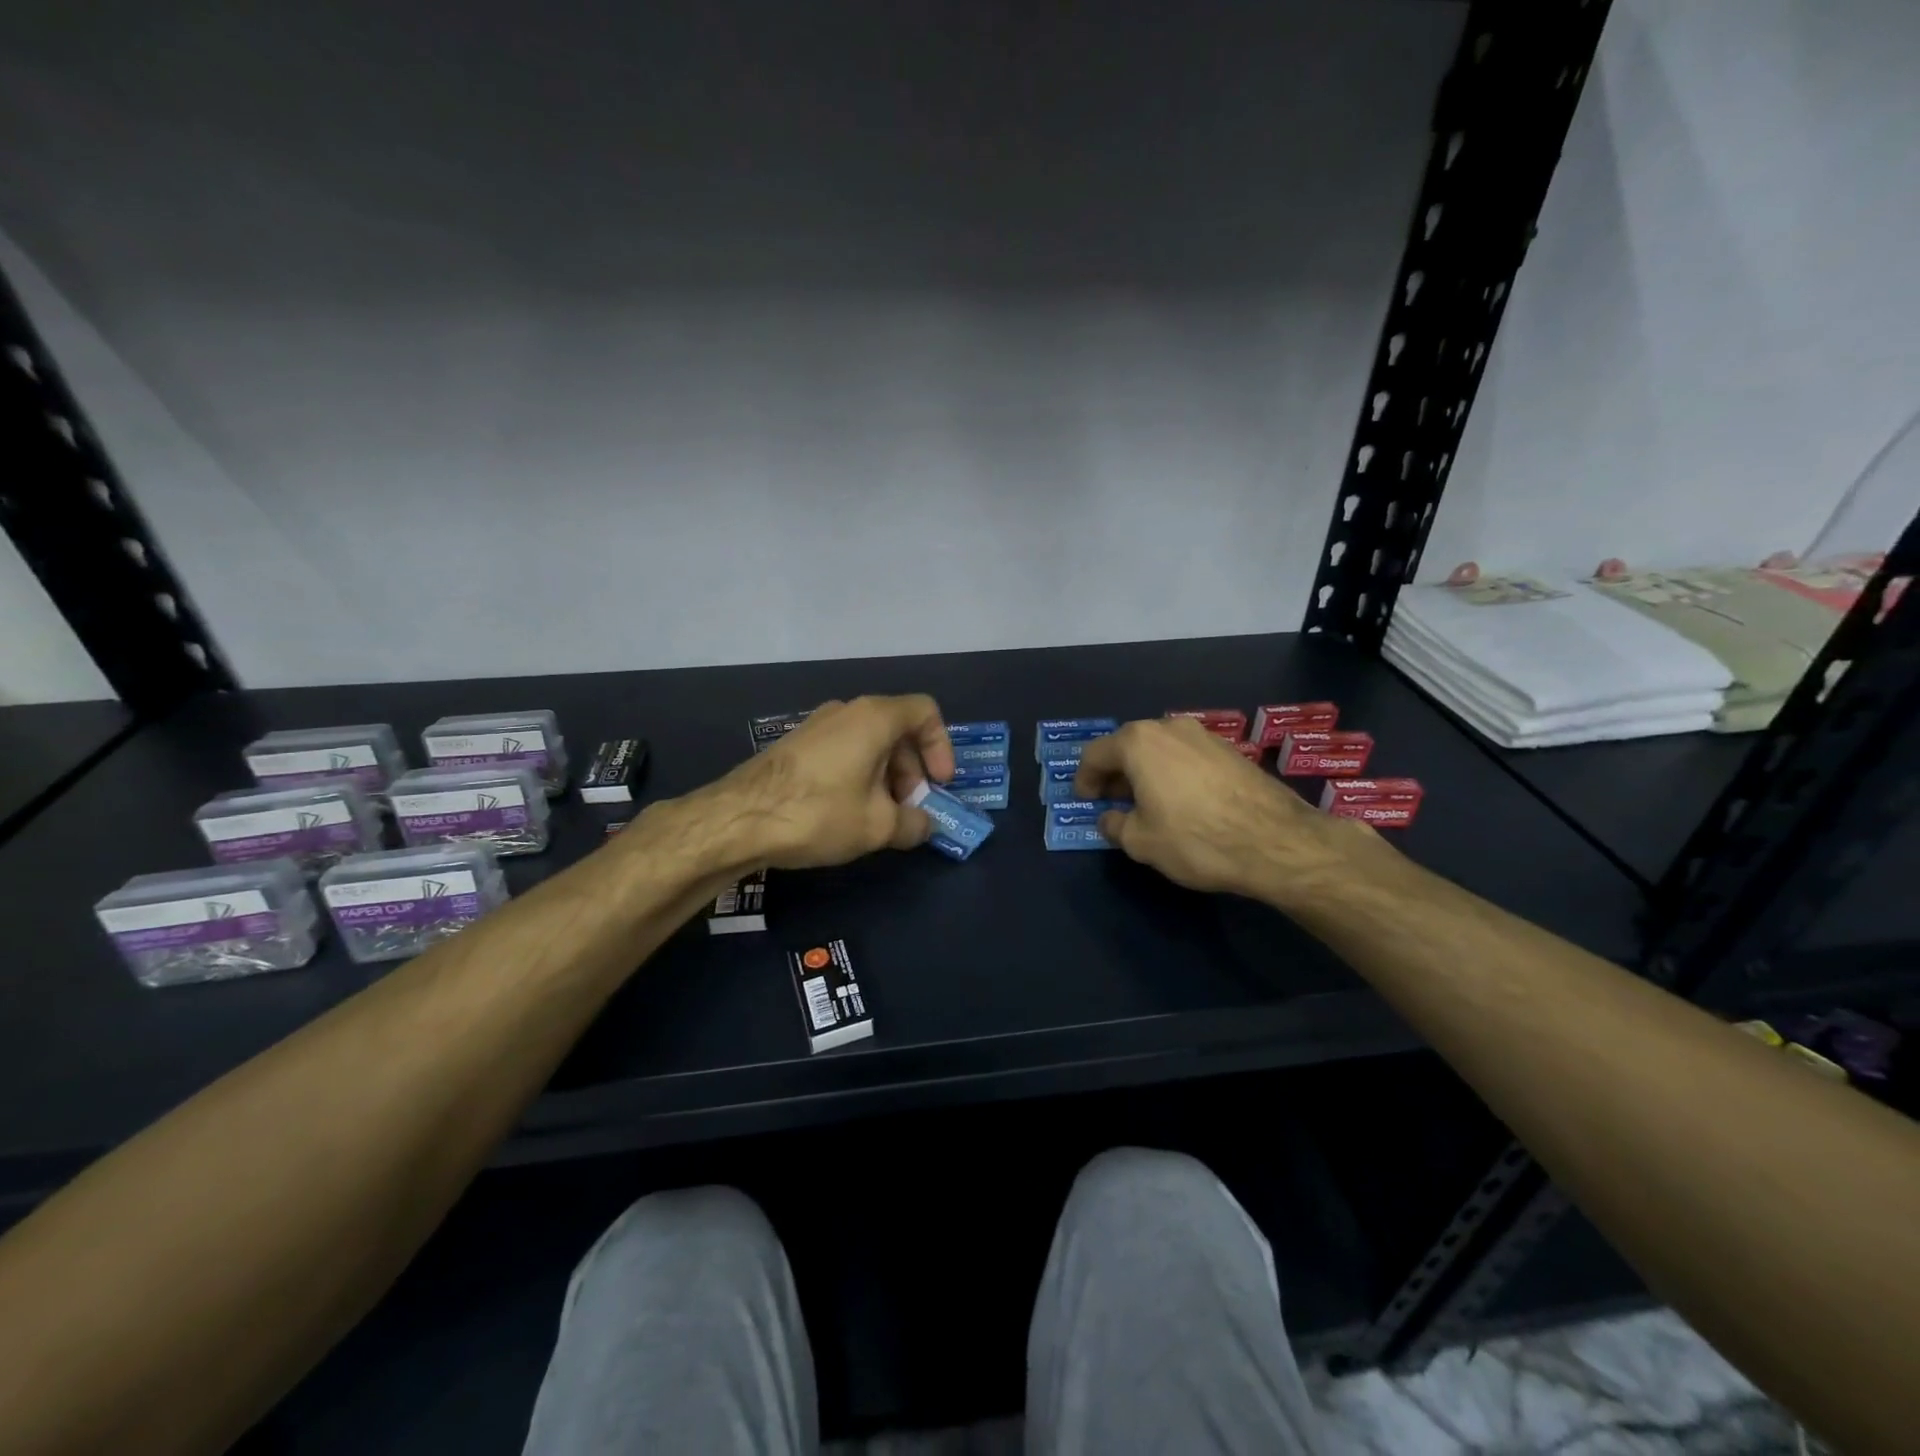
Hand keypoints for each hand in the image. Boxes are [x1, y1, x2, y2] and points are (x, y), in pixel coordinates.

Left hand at [699, 695, 955, 870]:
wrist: (739, 819)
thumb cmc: (820, 812)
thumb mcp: (878, 827)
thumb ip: (914, 824)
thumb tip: (925, 825)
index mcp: (875, 717)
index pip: (926, 712)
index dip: (941, 747)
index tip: (939, 784)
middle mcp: (847, 711)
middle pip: (898, 730)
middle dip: (913, 771)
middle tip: (910, 810)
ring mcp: (818, 726)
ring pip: (869, 743)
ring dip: (887, 777)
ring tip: (881, 819)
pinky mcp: (797, 746)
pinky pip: (844, 751)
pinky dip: (859, 776)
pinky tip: (849, 814)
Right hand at [1073, 717, 1370, 902]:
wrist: (1276, 842)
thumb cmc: (1195, 838)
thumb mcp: (1141, 841)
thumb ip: (1116, 825)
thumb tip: (1112, 818)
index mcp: (1139, 742)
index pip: (1096, 754)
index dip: (1084, 779)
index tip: (1085, 800)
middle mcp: (1169, 727)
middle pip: (1128, 746)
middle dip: (1115, 774)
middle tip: (1111, 802)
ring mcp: (1203, 736)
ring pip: (1160, 750)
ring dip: (1145, 773)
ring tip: (1145, 803)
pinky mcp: (1230, 750)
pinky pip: (1186, 757)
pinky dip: (1173, 774)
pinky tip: (1179, 802)